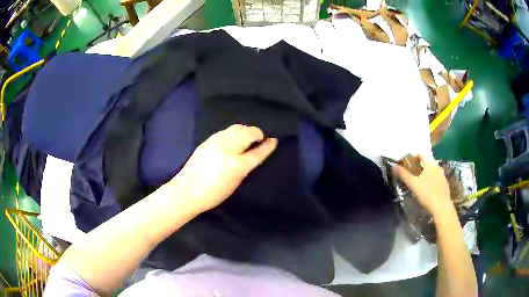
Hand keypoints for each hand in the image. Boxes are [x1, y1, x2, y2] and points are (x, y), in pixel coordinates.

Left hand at [170, 124, 277, 213]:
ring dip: (245, 130)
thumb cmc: (212, 195)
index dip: (267, 146)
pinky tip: (232, 138)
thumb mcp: (234, 184)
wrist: (186, 191)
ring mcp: (216, 143)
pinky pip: (224, 131)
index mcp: (236, 166)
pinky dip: (232, 132)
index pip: (257, 152)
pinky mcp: (207, 141)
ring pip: (236, 128)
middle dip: (257, 133)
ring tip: (247, 136)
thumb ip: (244, 168)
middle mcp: (227, 150)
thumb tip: (251, 156)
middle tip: (259, 138)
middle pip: (247, 133)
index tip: (273, 141)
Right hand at [392, 154, 452, 216]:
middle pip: (427, 162)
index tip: (408, 164)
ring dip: (426, 174)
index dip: (413, 157)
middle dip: (420, 167)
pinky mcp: (445, 184)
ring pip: (432, 171)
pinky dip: (432, 181)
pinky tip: (428, 190)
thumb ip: (404, 175)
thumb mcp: (413, 184)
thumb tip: (394, 166)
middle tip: (412, 175)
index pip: (421, 154)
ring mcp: (443, 175)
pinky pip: (437, 179)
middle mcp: (437, 167)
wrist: (441, 207)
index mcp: (430, 164)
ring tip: (420, 183)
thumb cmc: (427, 193)